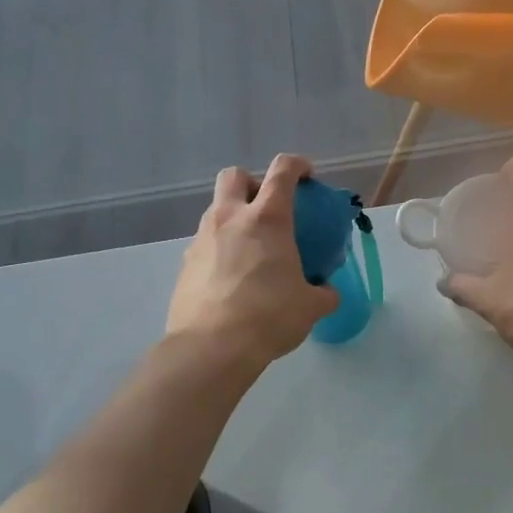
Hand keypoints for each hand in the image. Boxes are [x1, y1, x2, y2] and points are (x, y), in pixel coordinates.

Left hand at [166, 155, 337, 374]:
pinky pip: (205, 243)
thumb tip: (327, 292)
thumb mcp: (310, 306)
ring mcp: (202, 239)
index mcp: (267, 219)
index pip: (283, 171)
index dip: (297, 165)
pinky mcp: (185, 264)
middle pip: (235, 176)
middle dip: (253, 182)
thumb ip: (323, 293)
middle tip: (268, 207)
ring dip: (234, 217)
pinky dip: (220, 249)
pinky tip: (232, 277)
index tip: (307, 175)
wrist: (212, 347)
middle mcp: (230, 218)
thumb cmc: (269, 316)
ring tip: (251, 249)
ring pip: (216, 210)